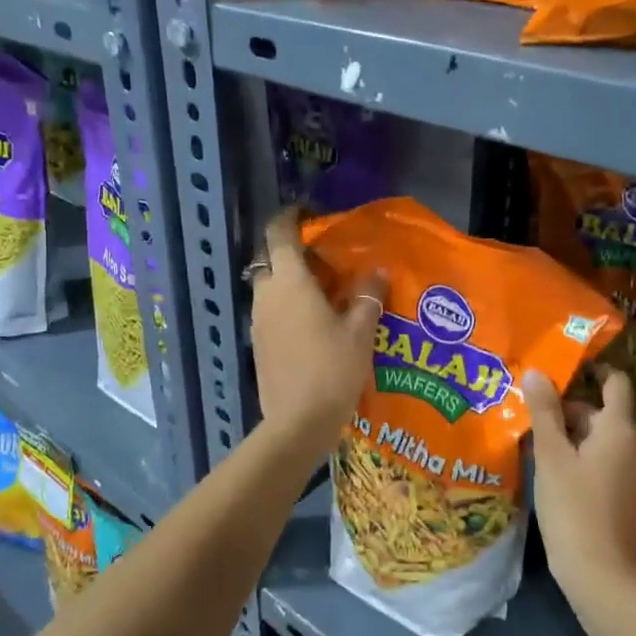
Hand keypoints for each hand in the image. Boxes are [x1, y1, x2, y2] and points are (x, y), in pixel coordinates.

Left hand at [249, 209, 385, 452]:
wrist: (298, 422)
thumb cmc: (332, 369)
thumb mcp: (360, 331)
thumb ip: (368, 296)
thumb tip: (377, 272)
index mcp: (290, 282)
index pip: (279, 234)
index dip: (290, 217)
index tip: (307, 213)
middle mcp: (266, 295)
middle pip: (271, 260)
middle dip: (292, 253)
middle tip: (324, 261)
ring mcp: (258, 321)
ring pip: (269, 288)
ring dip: (290, 283)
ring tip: (323, 294)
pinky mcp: (258, 344)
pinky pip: (270, 312)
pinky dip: (286, 307)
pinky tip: (312, 325)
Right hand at [525, 368, 635, 601]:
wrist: (601, 575)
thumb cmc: (573, 507)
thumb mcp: (551, 456)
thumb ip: (544, 411)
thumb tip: (538, 372)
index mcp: (620, 429)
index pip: (616, 383)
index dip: (594, 371)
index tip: (564, 369)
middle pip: (604, 412)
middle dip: (570, 408)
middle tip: (533, 410)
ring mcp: (635, 473)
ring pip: (602, 439)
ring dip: (574, 434)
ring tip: (536, 437)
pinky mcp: (628, 496)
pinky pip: (605, 461)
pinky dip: (583, 456)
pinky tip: (553, 468)